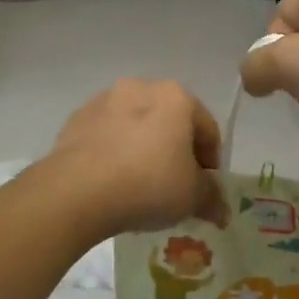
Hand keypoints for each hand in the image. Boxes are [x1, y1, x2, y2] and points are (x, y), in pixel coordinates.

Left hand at [45, 80, 229, 237]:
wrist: (76, 190)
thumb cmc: (148, 184)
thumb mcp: (192, 197)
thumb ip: (212, 199)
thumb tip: (222, 211)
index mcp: (177, 97)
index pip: (207, 129)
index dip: (211, 162)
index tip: (205, 190)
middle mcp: (141, 87)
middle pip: (170, 122)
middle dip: (176, 151)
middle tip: (175, 187)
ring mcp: (104, 100)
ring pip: (136, 126)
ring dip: (143, 149)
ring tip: (140, 185)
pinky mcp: (77, 118)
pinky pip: (107, 136)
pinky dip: (114, 152)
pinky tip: (112, 181)